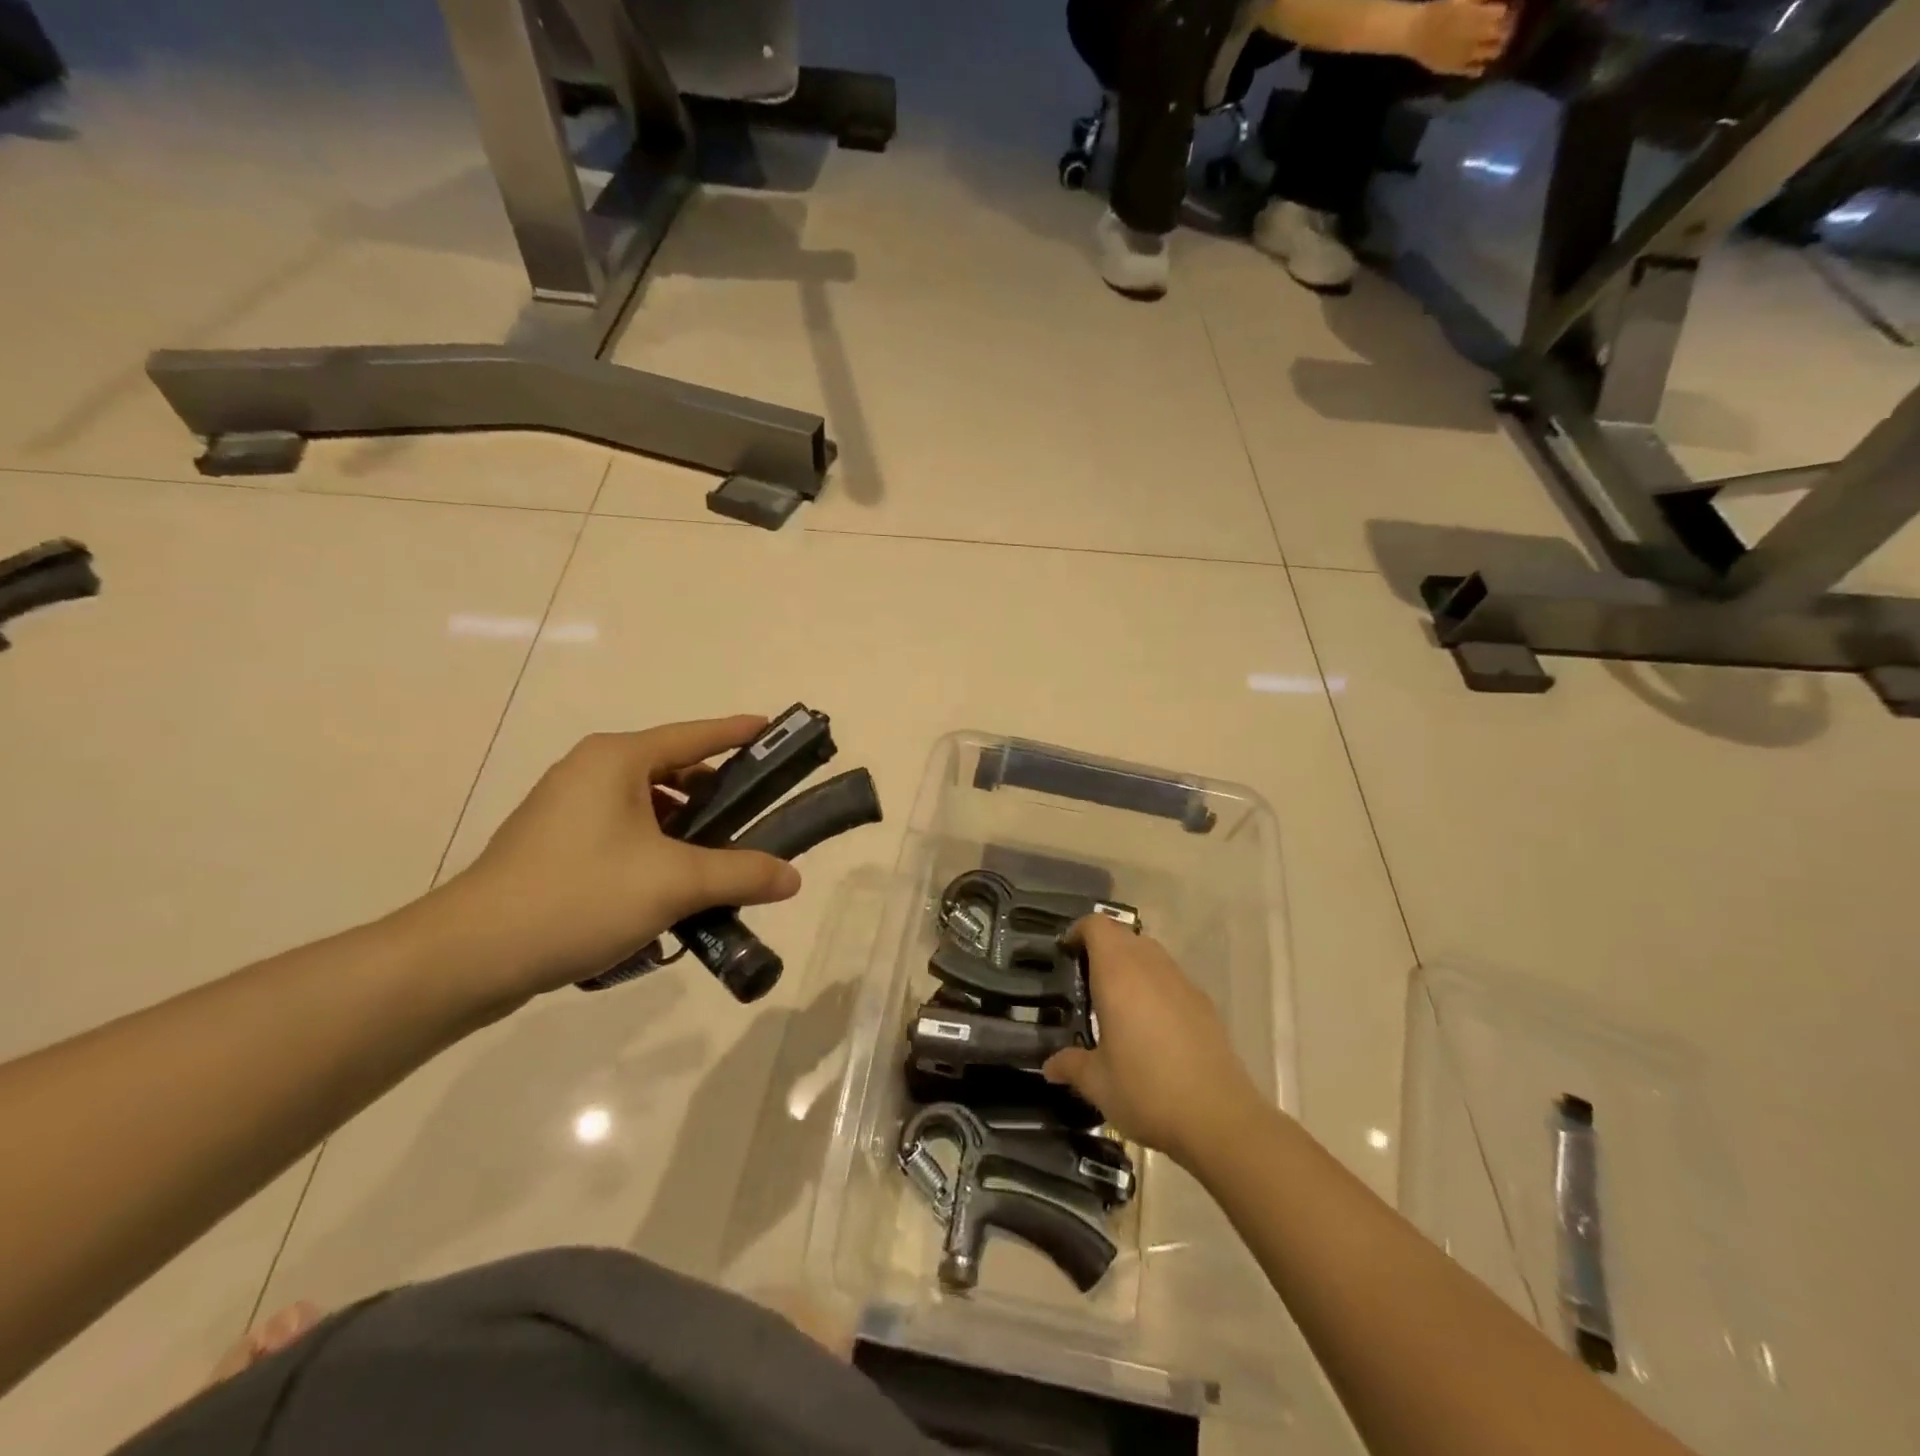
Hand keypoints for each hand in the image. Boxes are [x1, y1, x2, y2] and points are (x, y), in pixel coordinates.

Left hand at [431, 717, 800, 1004]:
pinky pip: (624, 833)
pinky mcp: (555, 845)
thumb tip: (794, 877)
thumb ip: (741, 874)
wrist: (470, 956)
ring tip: (719, 863)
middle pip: (673, 770)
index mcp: (617, 760)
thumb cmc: (579, 897)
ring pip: (648, 806)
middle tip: (756, 819)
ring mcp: (567, 809)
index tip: (773, 731)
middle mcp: (591, 772)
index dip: (738, 733)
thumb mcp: (674, 883)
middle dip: (717, 795)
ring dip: (687, 830)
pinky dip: (656, 849)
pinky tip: (673, 889)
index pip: (695, 734)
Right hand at [1042, 916, 1264, 1166]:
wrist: (1218, 1118)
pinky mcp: (1204, 1002)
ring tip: (1117, 1000)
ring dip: (1130, 963)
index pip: (1096, 926)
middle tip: (1085, 977)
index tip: (1065, 953)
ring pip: (1150, 952)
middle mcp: (1150, 967)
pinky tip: (1151, 1024)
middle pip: (1123, 935)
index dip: (1078, 932)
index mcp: (1118, 975)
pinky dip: (1154, 985)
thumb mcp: (1098, 1083)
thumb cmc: (1146, 1091)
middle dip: (1102, 947)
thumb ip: (1071, 1065)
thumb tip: (1050, 1066)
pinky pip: (1171, 977)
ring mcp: (1181, 982)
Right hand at [1405, 0, 1512, 76]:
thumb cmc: (1441, 9)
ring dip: (1497, 49)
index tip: (1510, 10)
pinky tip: (1480, 63)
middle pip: (1502, 34)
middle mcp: (1477, 37)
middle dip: (1507, 30)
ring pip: (1491, 53)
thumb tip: (1500, 5)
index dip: (1509, 11)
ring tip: (1495, 45)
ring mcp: (1466, 55)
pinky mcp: (1455, 68)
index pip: (1504, 14)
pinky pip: (1473, 70)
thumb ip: (1483, 3)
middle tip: (1506, 27)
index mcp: (1481, 16)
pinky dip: (1480, 67)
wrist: (1417, 33)